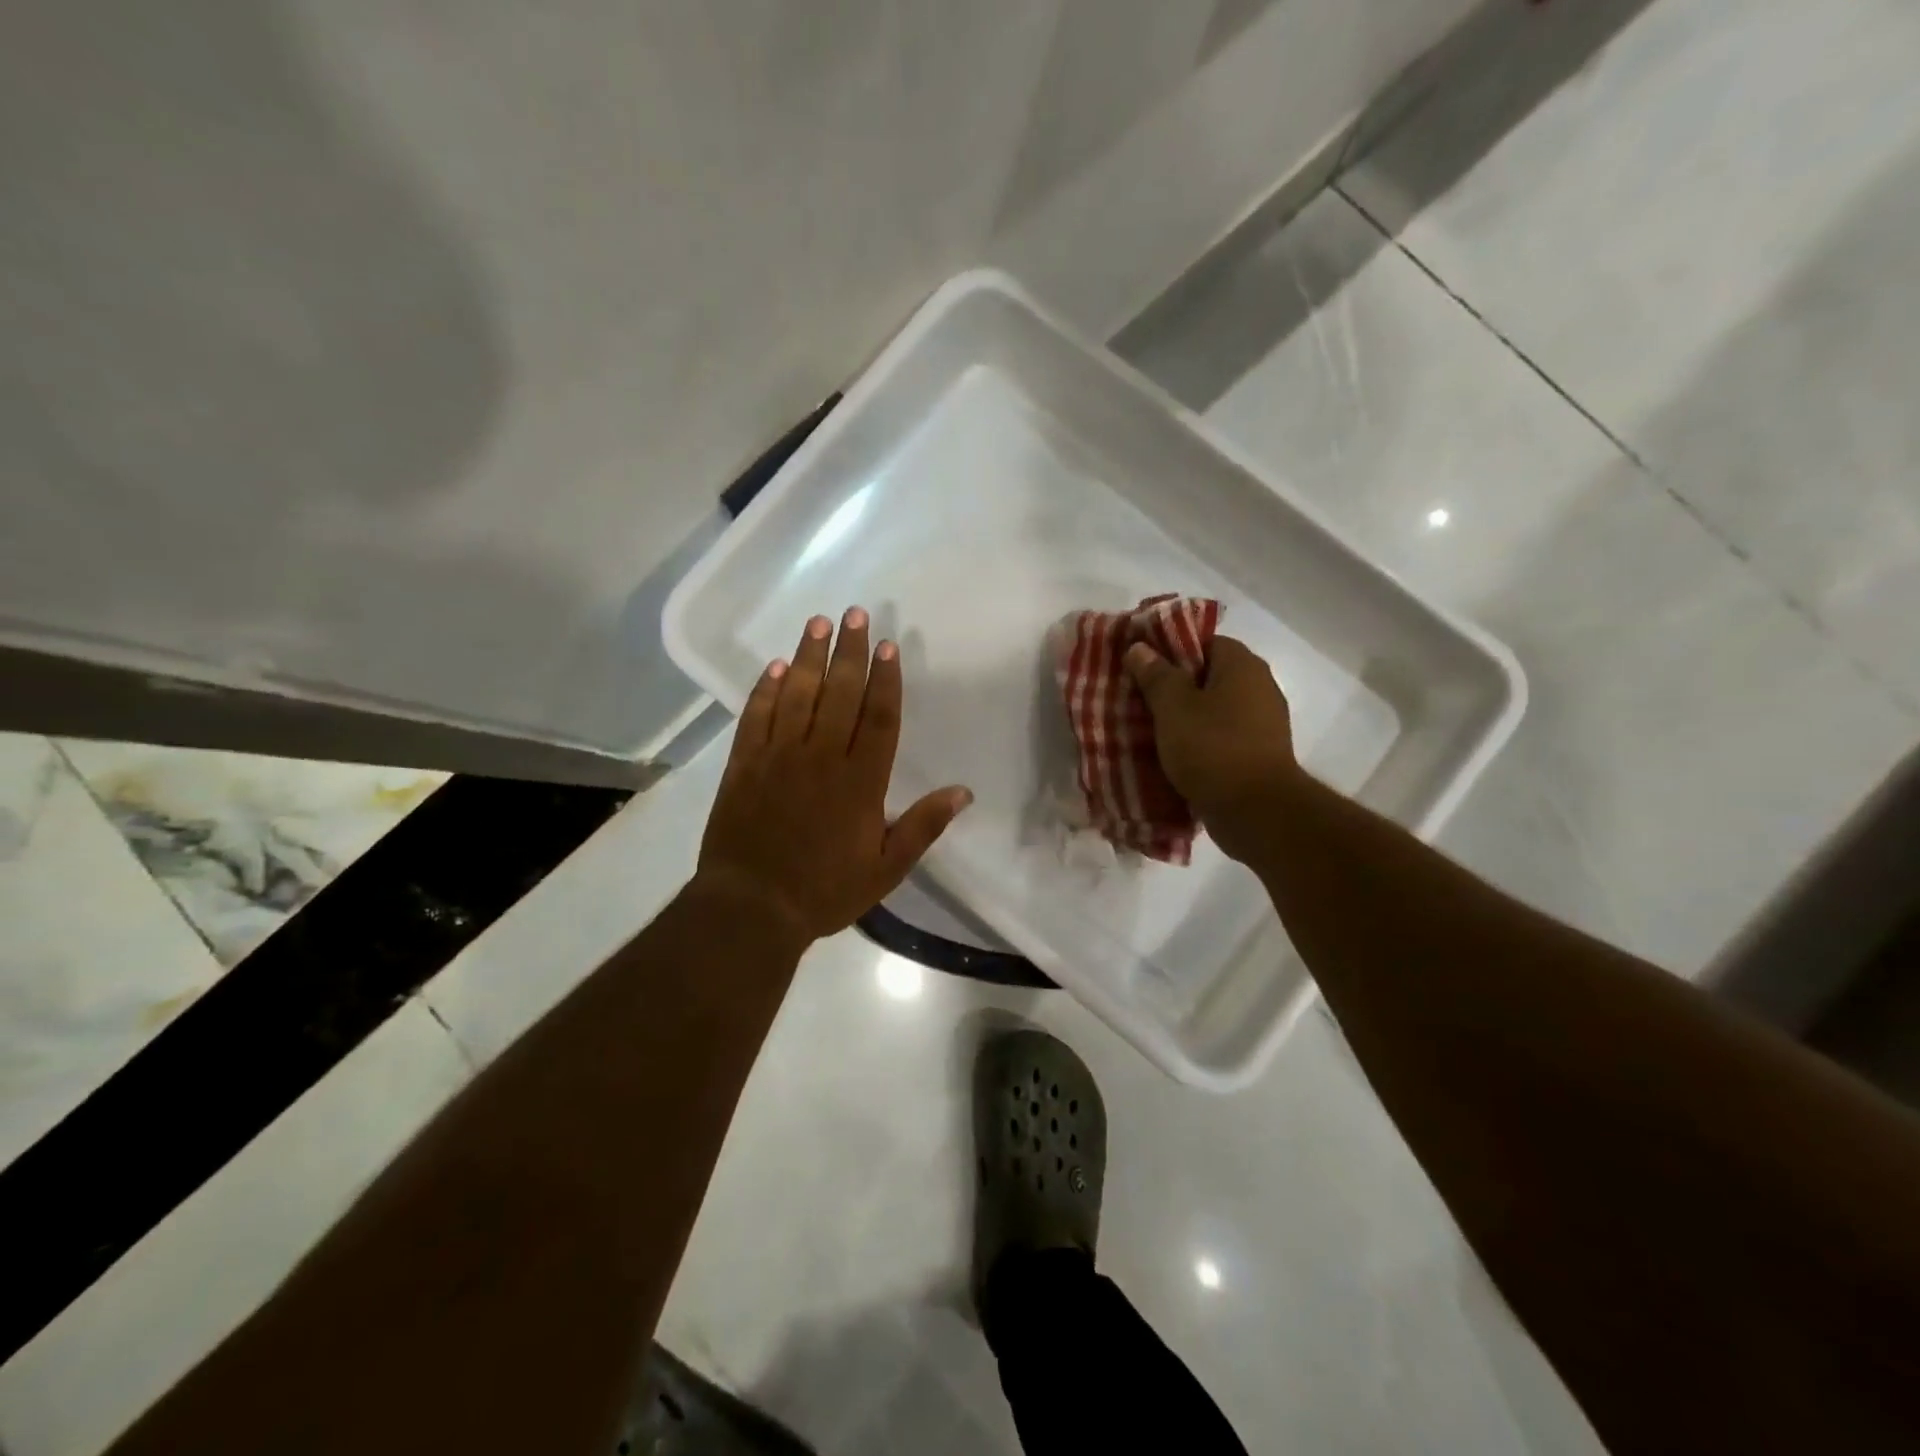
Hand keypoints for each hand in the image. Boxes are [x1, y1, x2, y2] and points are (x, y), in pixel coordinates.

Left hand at [695, 608, 972, 947]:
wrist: (751, 908)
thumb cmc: (825, 891)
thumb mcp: (886, 869)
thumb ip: (923, 826)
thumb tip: (963, 792)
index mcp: (861, 782)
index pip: (879, 718)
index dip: (885, 679)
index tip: (887, 645)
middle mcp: (821, 758)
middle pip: (840, 694)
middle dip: (850, 652)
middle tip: (855, 614)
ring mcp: (778, 757)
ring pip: (798, 696)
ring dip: (810, 657)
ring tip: (818, 622)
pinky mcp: (743, 765)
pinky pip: (757, 717)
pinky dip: (766, 689)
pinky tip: (776, 666)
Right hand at [1124, 634, 1299, 863]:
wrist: (1256, 811)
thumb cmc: (1212, 748)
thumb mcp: (1173, 707)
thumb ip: (1156, 675)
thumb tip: (1140, 647)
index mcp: (1243, 666)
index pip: (1205, 641)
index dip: (1172, 649)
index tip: (1142, 665)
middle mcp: (1260, 687)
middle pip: (1209, 676)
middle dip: (1174, 686)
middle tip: (1139, 698)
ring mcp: (1263, 724)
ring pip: (1214, 709)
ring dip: (1185, 717)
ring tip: (1150, 728)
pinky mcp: (1258, 755)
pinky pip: (1222, 737)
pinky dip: (1199, 742)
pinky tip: (1174, 754)